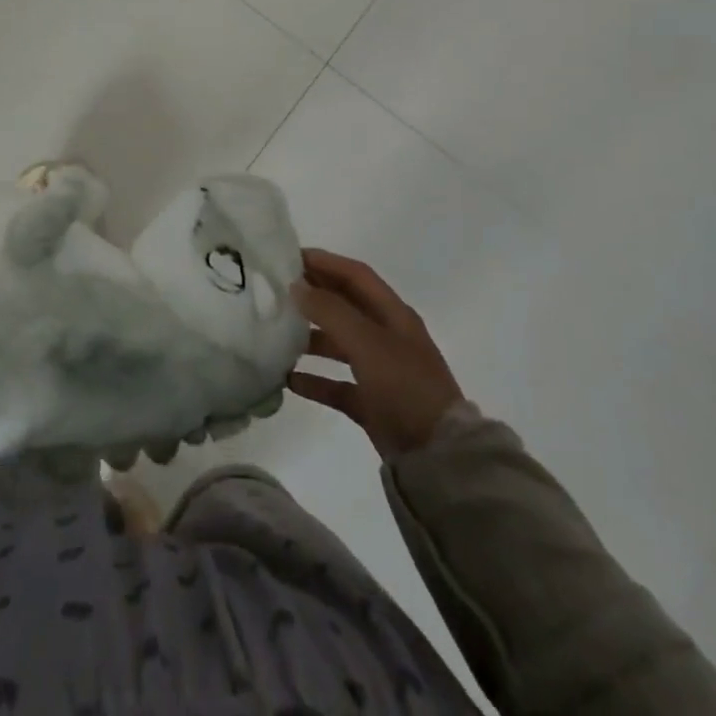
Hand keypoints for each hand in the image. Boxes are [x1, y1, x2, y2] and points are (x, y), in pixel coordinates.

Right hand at [289, 250, 463, 458]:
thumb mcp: (368, 342)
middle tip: (276, 290)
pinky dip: (315, 380)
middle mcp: (387, 337)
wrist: (439, 458)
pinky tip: (289, 381)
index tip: (289, 257)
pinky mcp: (373, 403)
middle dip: (314, 295)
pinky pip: (338, 384)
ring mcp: (381, 371)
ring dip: (310, 337)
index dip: (325, 262)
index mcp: (393, 315)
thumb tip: (297, 287)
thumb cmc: (405, 387)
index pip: (356, 275)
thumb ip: (331, 311)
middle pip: (345, 306)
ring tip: (277, 333)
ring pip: (339, 344)